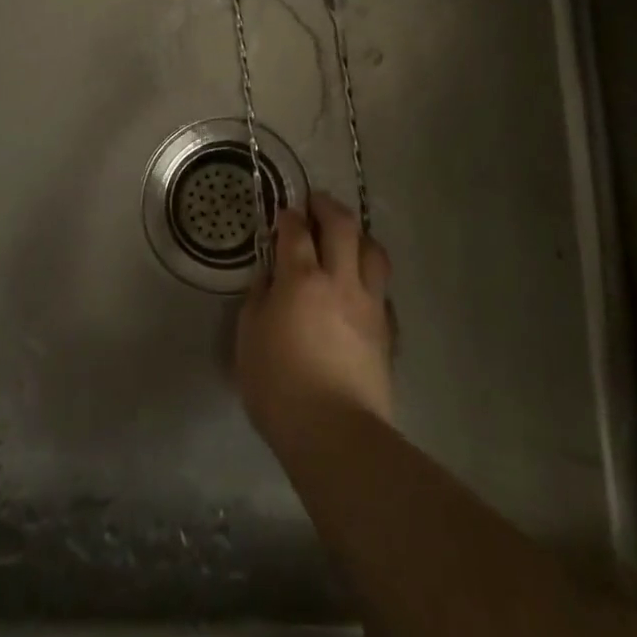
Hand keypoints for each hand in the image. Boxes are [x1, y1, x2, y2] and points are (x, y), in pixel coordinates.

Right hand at [237, 193, 394, 452]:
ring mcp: (369, 304)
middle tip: (316, 203)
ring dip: (359, 235)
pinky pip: (383, 289)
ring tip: (347, 237)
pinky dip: (371, 277)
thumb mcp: (249, 341)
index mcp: (301, 279)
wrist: (336, 433)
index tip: (283, 212)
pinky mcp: (387, 330)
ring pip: (374, 251)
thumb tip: (268, 280)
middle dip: (328, 207)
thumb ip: (257, 301)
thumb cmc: (280, 387)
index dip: (289, 216)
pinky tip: (362, 287)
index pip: (296, 232)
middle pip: (342, 226)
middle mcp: (340, 280)